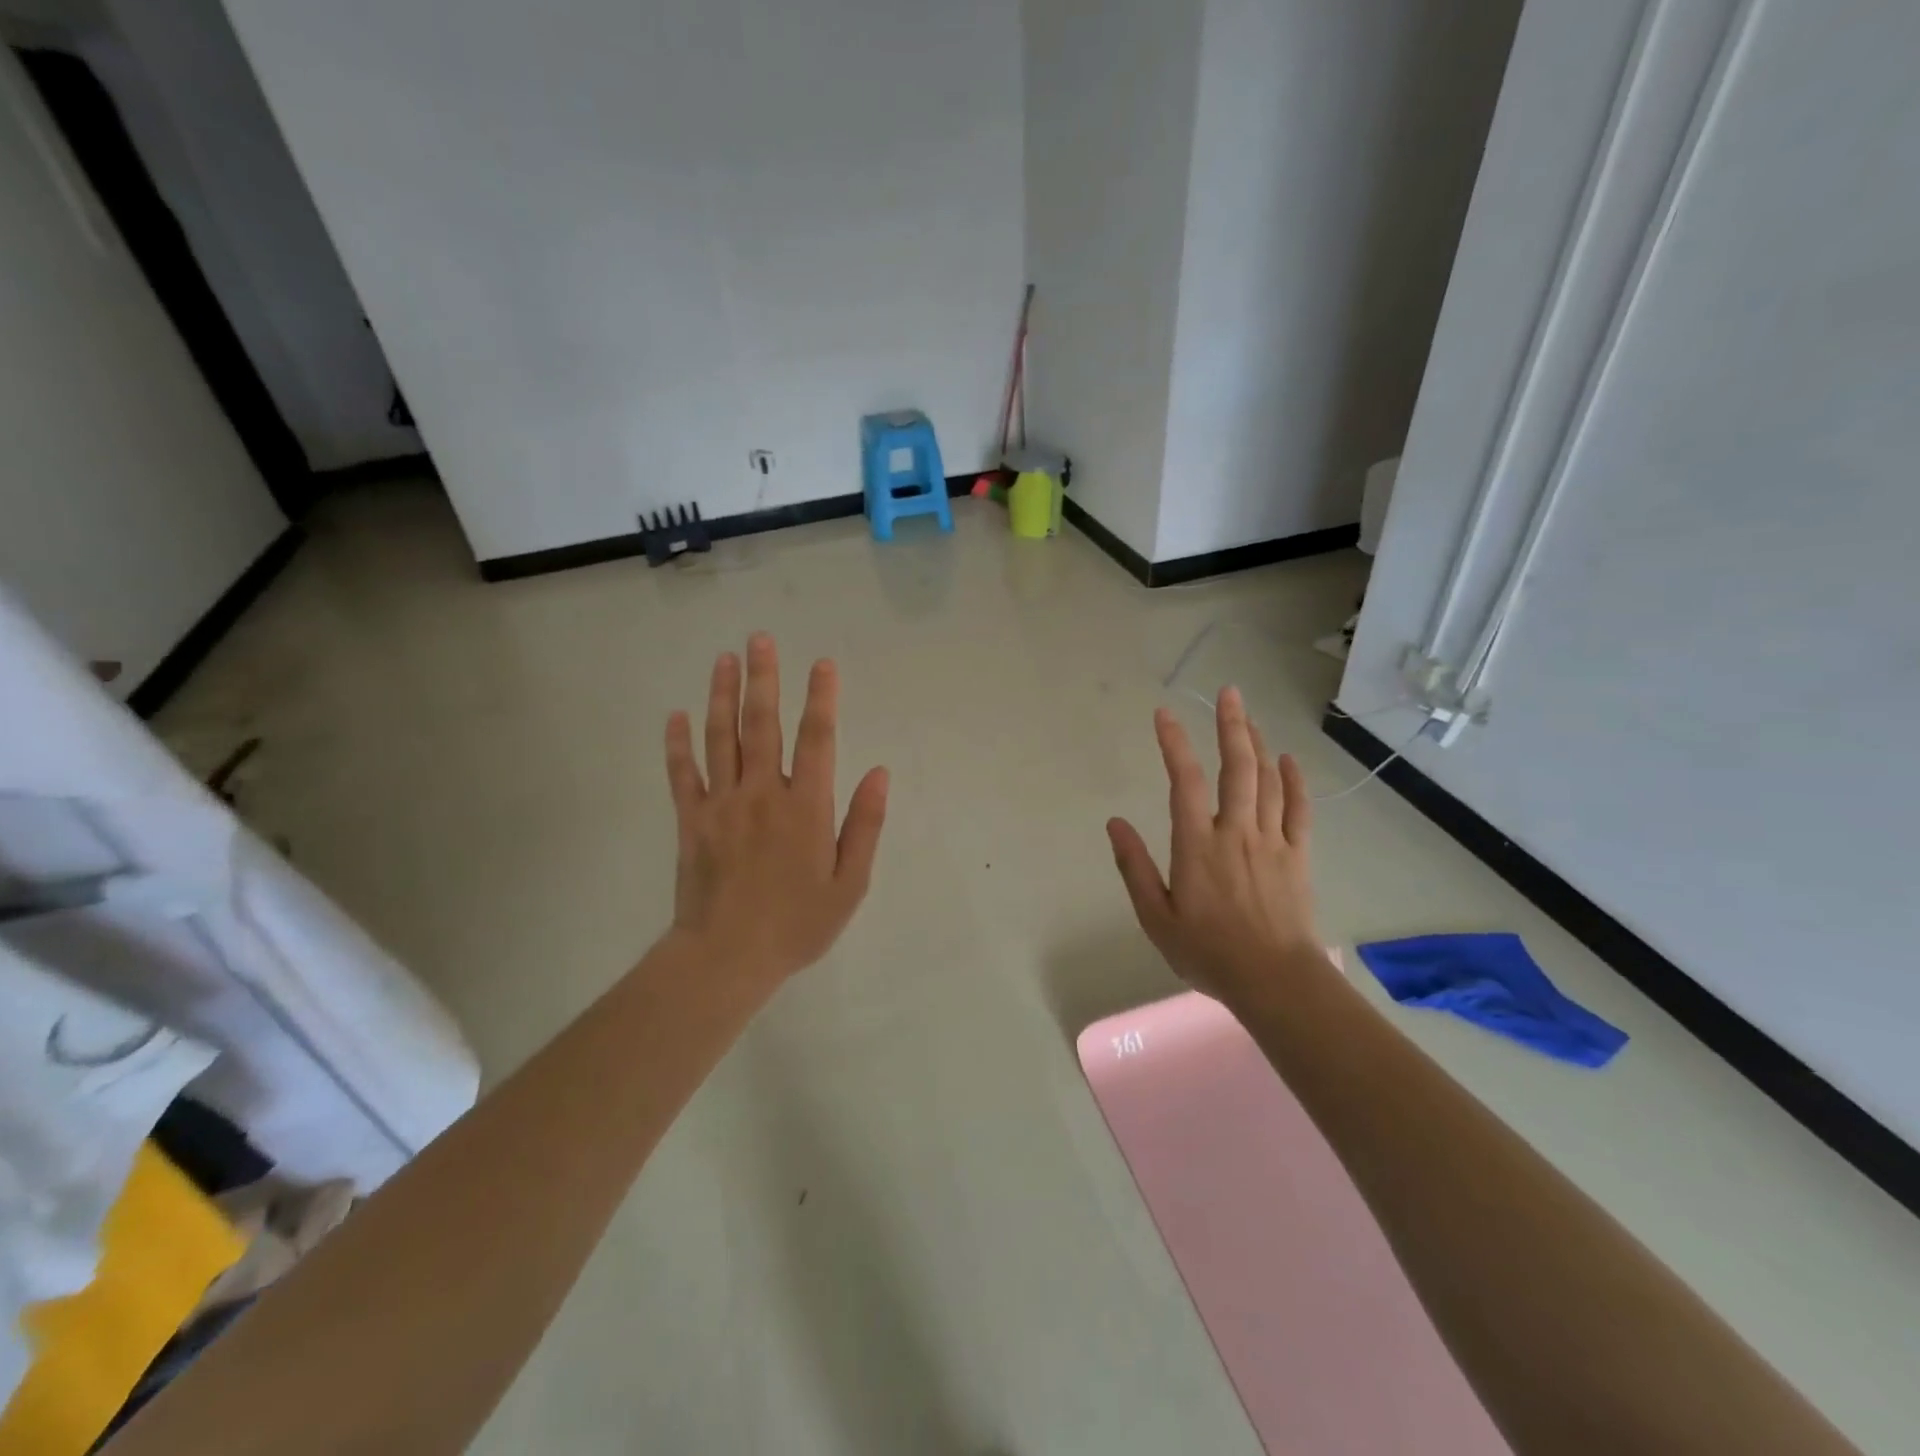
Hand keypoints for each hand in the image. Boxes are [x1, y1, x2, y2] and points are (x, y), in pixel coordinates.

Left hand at [663, 634, 888, 993]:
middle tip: (760, 638)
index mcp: (806, 807)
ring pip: (721, 738)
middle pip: (762, 725)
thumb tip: (880, 772)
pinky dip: (677, 744)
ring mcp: (721, 804)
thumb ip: (865, 824)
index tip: (823, 663)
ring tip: (724, 659)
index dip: (822, 698)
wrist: (726, 958)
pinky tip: (675, 716)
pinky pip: (682, 774)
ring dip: (722, 695)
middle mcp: (762, 793)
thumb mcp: (850, 883)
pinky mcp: (690, 821)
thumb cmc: (797, 924)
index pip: (817, 739)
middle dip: (764, 678)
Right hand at [1107, 688, 1322, 1004]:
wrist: (1274, 980)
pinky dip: (1294, 780)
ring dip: (1258, 744)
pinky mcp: (1296, 855)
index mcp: (1197, 844)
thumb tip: (1114, 824)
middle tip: (1228, 693)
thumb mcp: (1155, 917)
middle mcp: (1235, 831)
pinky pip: (1299, 809)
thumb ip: (1134, 867)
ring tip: (1249, 717)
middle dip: (1231, 725)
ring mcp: (1271, 841)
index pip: (1183, 781)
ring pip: (1268, 780)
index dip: (1174, 743)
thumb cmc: (1208, 952)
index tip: (1164, 714)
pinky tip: (1289, 759)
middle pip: (1236, 767)